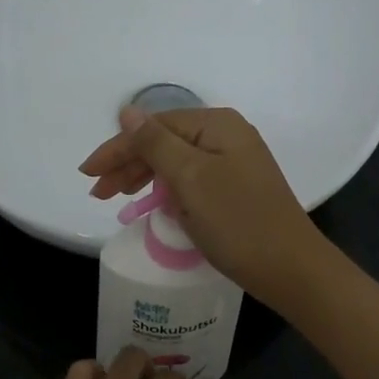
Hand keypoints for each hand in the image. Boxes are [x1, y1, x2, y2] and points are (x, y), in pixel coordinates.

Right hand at [78, 106, 327, 305]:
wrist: (290, 268)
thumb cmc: (237, 221)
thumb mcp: (190, 178)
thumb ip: (155, 142)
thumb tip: (128, 110)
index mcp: (217, 125)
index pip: (154, 126)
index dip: (118, 148)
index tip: (88, 174)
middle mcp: (228, 136)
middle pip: (165, 142)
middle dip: (129, 164)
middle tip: (99, 193)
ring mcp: (235, 163)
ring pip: (177, 162)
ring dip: (146, 177)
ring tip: (119, 199)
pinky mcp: (237, 189)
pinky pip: (193, 180)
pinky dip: (169, 191)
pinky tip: (155, 204)